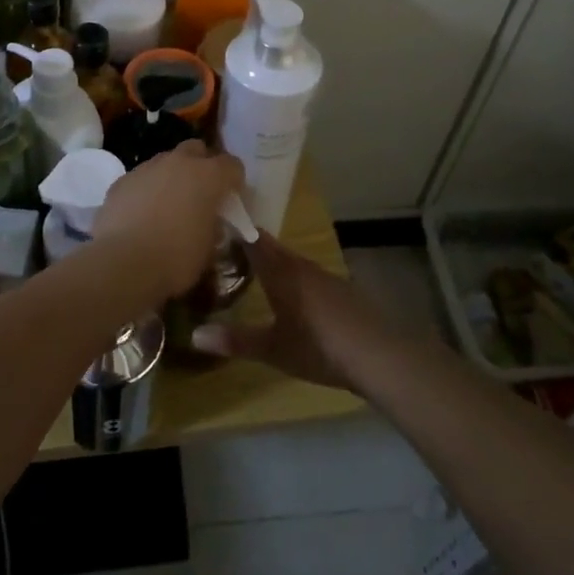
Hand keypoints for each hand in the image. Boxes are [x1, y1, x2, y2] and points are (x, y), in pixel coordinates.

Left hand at [92, 141, 243, 307]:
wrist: (124, 263)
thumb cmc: (176, 257)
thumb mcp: (209, 248)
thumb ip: (213, 226)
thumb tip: (209, 222)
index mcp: (208, 176)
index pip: (232, 166)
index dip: (235, 182)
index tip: (231, 200)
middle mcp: (178, 162)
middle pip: (196, 150)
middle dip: (202, 166)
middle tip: (200, 194)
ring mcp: (147, 168)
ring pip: (166, 161)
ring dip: (172, 176)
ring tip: (168, 205)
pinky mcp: (121, 181)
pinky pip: (141, 179)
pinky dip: (146, 190)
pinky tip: (142, 214)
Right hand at [190, 233, 391, 391]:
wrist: (379, 354)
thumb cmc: (319, 347)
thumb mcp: (274, 349)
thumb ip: (236, 340)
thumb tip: (194, 335)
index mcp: (281, 273)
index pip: (253, 240)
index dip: (235, 228)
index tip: (214, 220)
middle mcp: (302, 266)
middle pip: (272, 247)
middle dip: (249, 244)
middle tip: (225, 247)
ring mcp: (325, 276)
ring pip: (292, 260)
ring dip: (272, 260)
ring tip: (252, 268)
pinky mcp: (342, 290)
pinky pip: (308, 274)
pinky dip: (293, 276)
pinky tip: (290, 293)